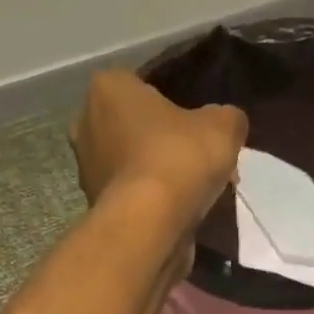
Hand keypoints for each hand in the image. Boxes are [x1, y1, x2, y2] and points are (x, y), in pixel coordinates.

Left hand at [69, 71, 247, 238]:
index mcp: (109, 87)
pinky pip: (131, 195)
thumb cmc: (178, 160)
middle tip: (198, 162)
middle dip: (164, 142)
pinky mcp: (95, 206)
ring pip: (133, 164)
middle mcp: (86, 123)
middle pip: (137, 128)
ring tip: (193, 192)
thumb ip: (227, 118)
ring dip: (158, 175)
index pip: (145, 87)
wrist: (148, 226)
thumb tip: (226, 124)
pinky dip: (150, 202)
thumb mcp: (223, 127)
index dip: (177, 107)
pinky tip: (177, 213)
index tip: (199, 128)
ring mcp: (86, 169)